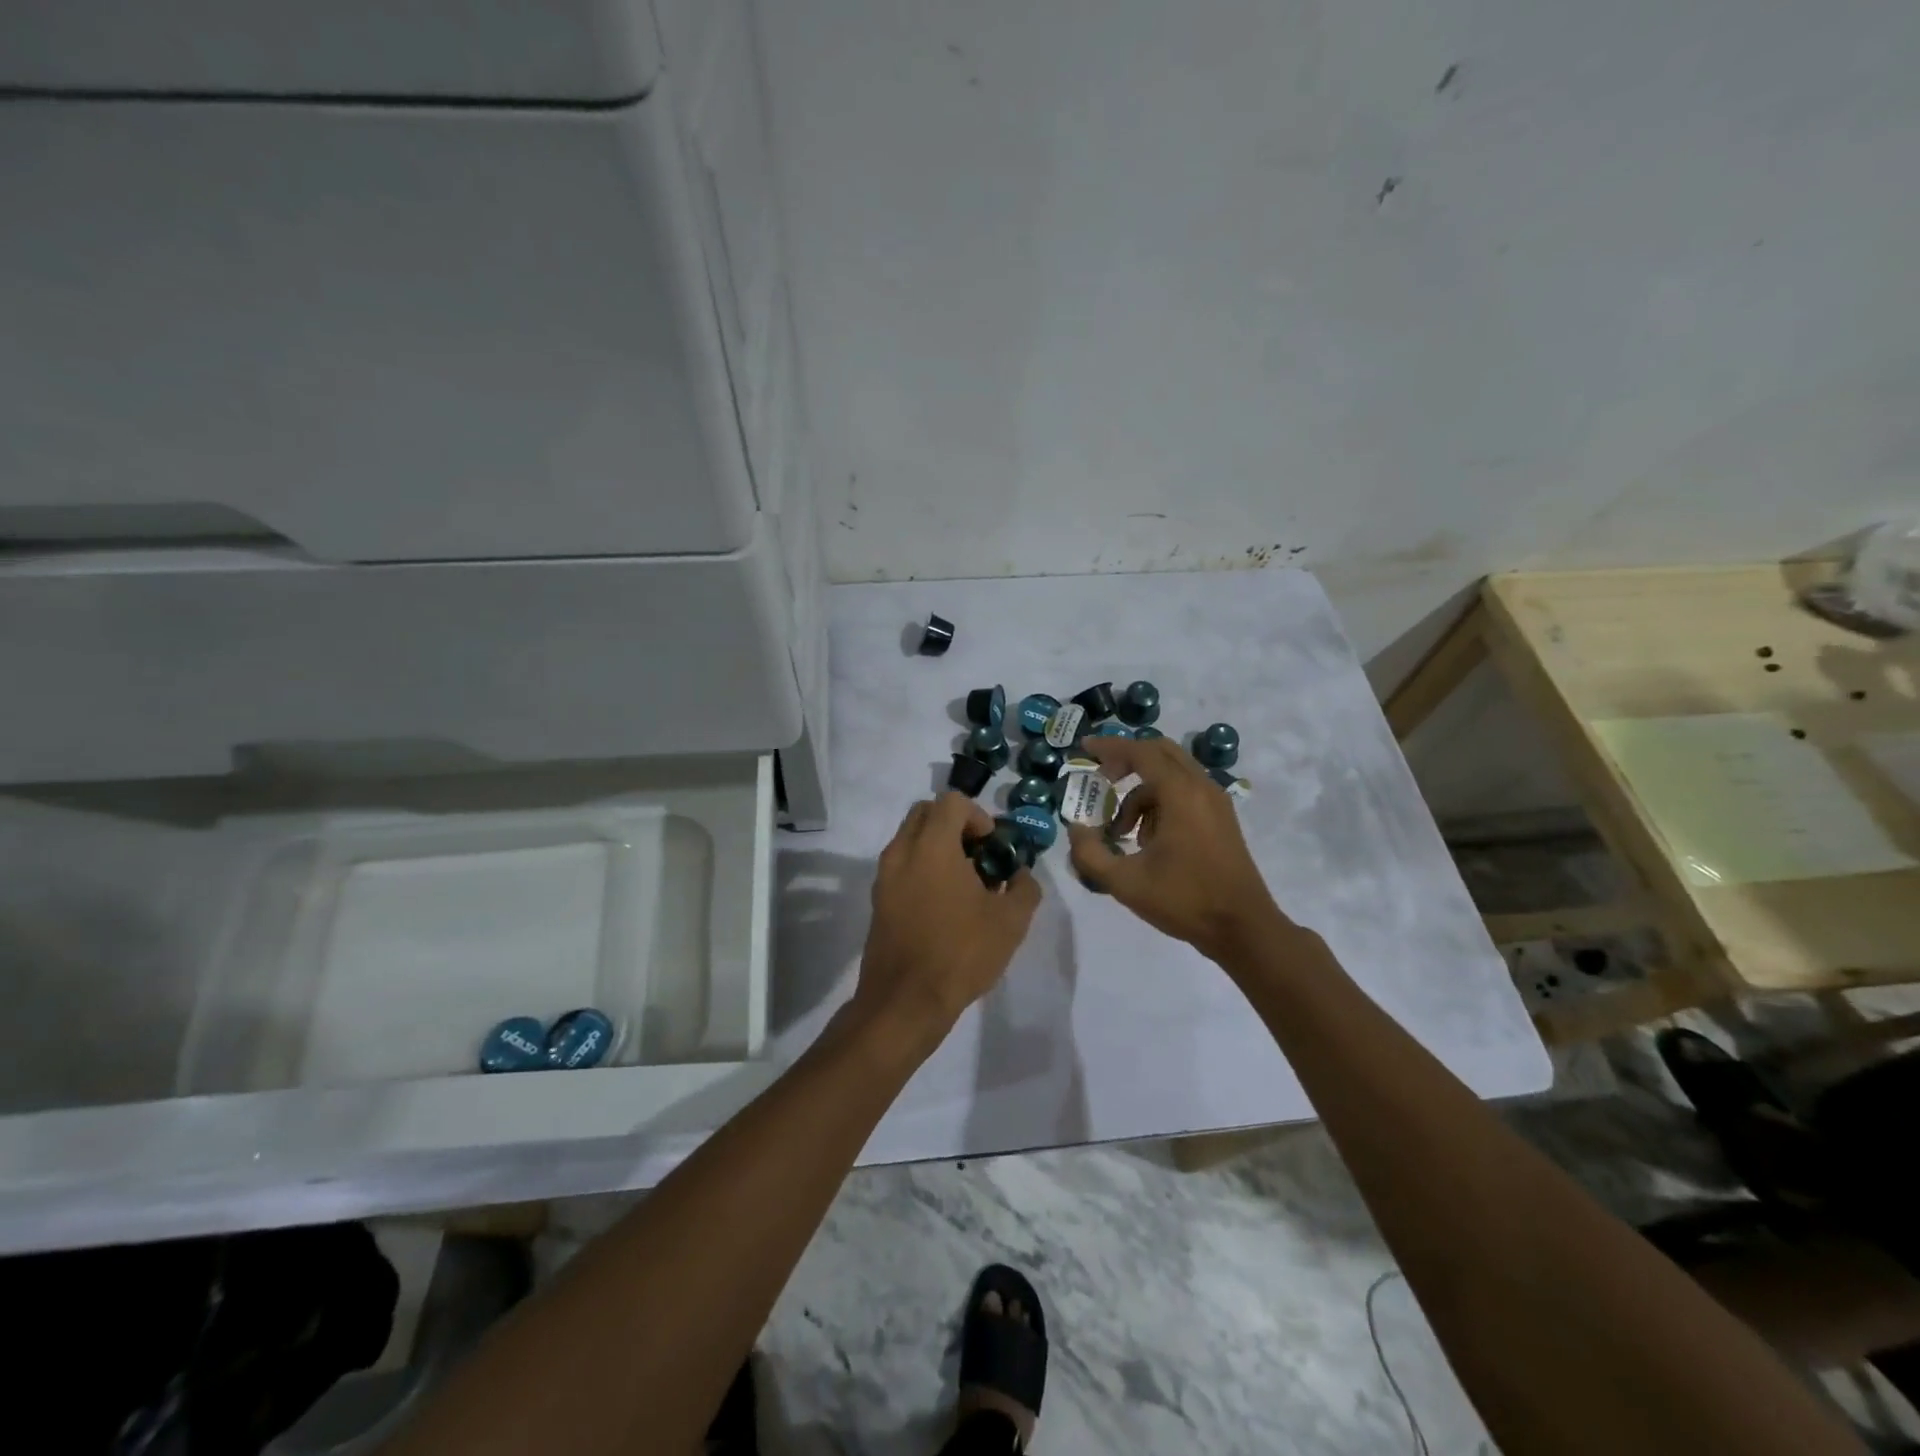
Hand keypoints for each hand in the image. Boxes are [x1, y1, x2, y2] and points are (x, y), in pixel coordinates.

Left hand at [853, 793, 1040, 1052]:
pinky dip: (922, 868)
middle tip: (977, 855)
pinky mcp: (878, 900)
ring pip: (910, 838)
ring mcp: (884, 876)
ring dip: (937, 846)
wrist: (905, 1002)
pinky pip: (901, 865)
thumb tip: (1020, 875)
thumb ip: (1024, 888)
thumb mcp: (1011, 922)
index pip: (952, 802)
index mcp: (932, 846)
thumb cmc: (961, 953)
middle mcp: (902, 851)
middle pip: (925, 812)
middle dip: (954, 824)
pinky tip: (944, 905)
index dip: (978, 815)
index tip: (992, 845)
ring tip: (964, 883)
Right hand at [1066, 736, 1283, 959]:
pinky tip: (1147, 842)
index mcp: (1180, 793)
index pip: (1140, 752)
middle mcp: (1201, 787)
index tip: (1085, 748)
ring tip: (1120, 832)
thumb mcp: (1125, 882)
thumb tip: (1075, 829)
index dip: (1109, 747)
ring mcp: (1216, 803)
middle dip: (1126, 762)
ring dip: (1140, 792)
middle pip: (1159, 753)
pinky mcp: (1221, 820)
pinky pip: (1185, 794)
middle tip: (1101, 781)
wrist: (1243, 929)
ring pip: (1171, 776)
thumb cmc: (1184, 900)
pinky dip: (1159, 804)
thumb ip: (1089, 853)